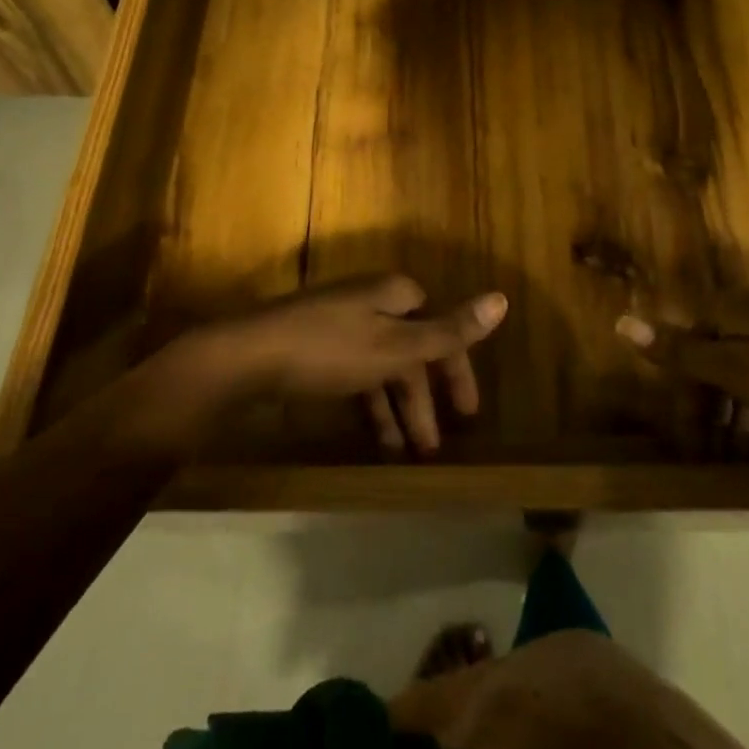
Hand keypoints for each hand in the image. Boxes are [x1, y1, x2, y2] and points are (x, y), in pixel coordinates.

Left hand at [177, 276, 506, 453]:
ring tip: (403, 454)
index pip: (440, 329)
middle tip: (433, 448)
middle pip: (411, 350)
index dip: (456, 370)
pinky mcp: (316, 346)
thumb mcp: (396, 346)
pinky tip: (371, 436)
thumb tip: (502, 299)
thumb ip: (449, 331)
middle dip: (424, 399)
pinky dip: (369, 403)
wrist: (246, 357)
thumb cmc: (329, 350)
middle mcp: (372, 302)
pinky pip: (356, 375)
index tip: (467, 414)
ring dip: (397, 409)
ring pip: (383, 367)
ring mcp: (341, 323)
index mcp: (396, 295)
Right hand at [616, 289, 748, 444]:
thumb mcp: (742, 371)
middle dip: (709, 399)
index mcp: (741, 307)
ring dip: (739, 408)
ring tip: (743, 451)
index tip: (686, 431)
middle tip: (711, 448)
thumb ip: (683, 351)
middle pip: (720, 350)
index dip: (682, 383)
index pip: (691, 335)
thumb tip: (621, 320)